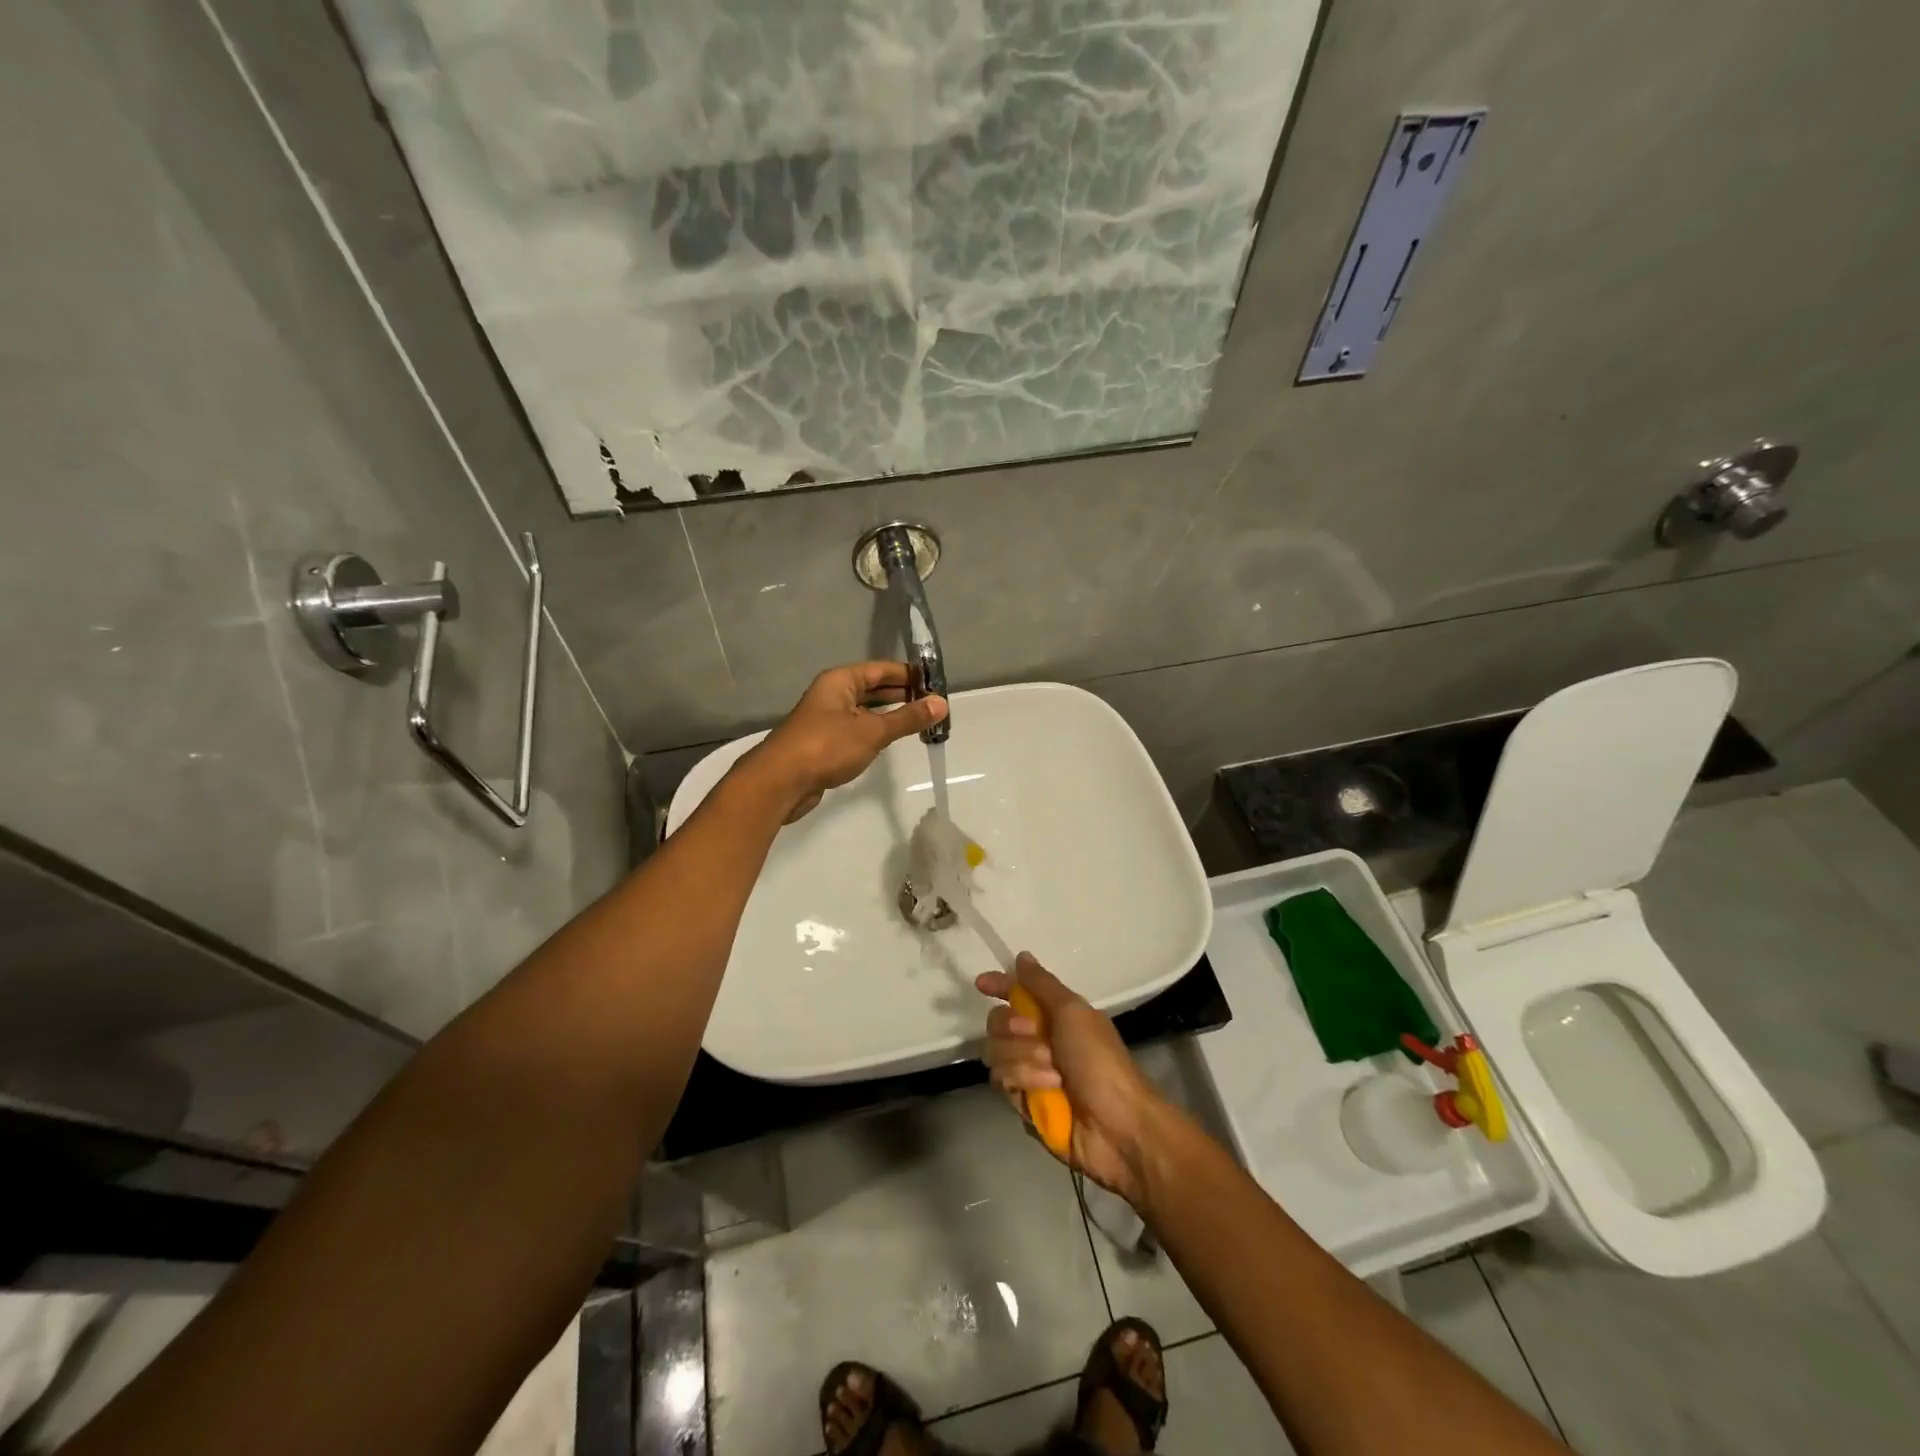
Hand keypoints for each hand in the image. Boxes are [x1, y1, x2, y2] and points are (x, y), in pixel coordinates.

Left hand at [745, 662, 946, 821]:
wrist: (781, 781)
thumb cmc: (827, 747)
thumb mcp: (873, 731)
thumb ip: (907, 718)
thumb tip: (941, 703)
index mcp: (840, 681)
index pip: (881, 669)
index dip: (909, 674)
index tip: (936, 683)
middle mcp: (832, 694)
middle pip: (873, 688)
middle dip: (902, 695)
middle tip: (933, 705)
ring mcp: (826, 719)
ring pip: (865, 710)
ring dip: (890, 715)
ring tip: (920, 722)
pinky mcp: (824, 743)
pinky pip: (857, 729)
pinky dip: (876, 732)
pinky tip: (891, 741)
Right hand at [977, 954, 1166, 1206]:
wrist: (1116, 1124)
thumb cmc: (1099, 1060)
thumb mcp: (1073, 1012)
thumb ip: (1042, 984)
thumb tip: (1022, 956)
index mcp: (1053, 1015)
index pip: (1016, 993)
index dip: (999, 985)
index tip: (981, 984)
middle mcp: (1037, 1040)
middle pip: (996, 1022)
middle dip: (1011, 1025)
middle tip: (1033, 1031)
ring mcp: (1028, 1073)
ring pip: (995, 1052)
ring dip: (1024, 1058)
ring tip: (1053, 1072)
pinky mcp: (1022, 1102)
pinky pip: (1001, 1082)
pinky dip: (1025, 1081)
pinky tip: (1048, 1089)